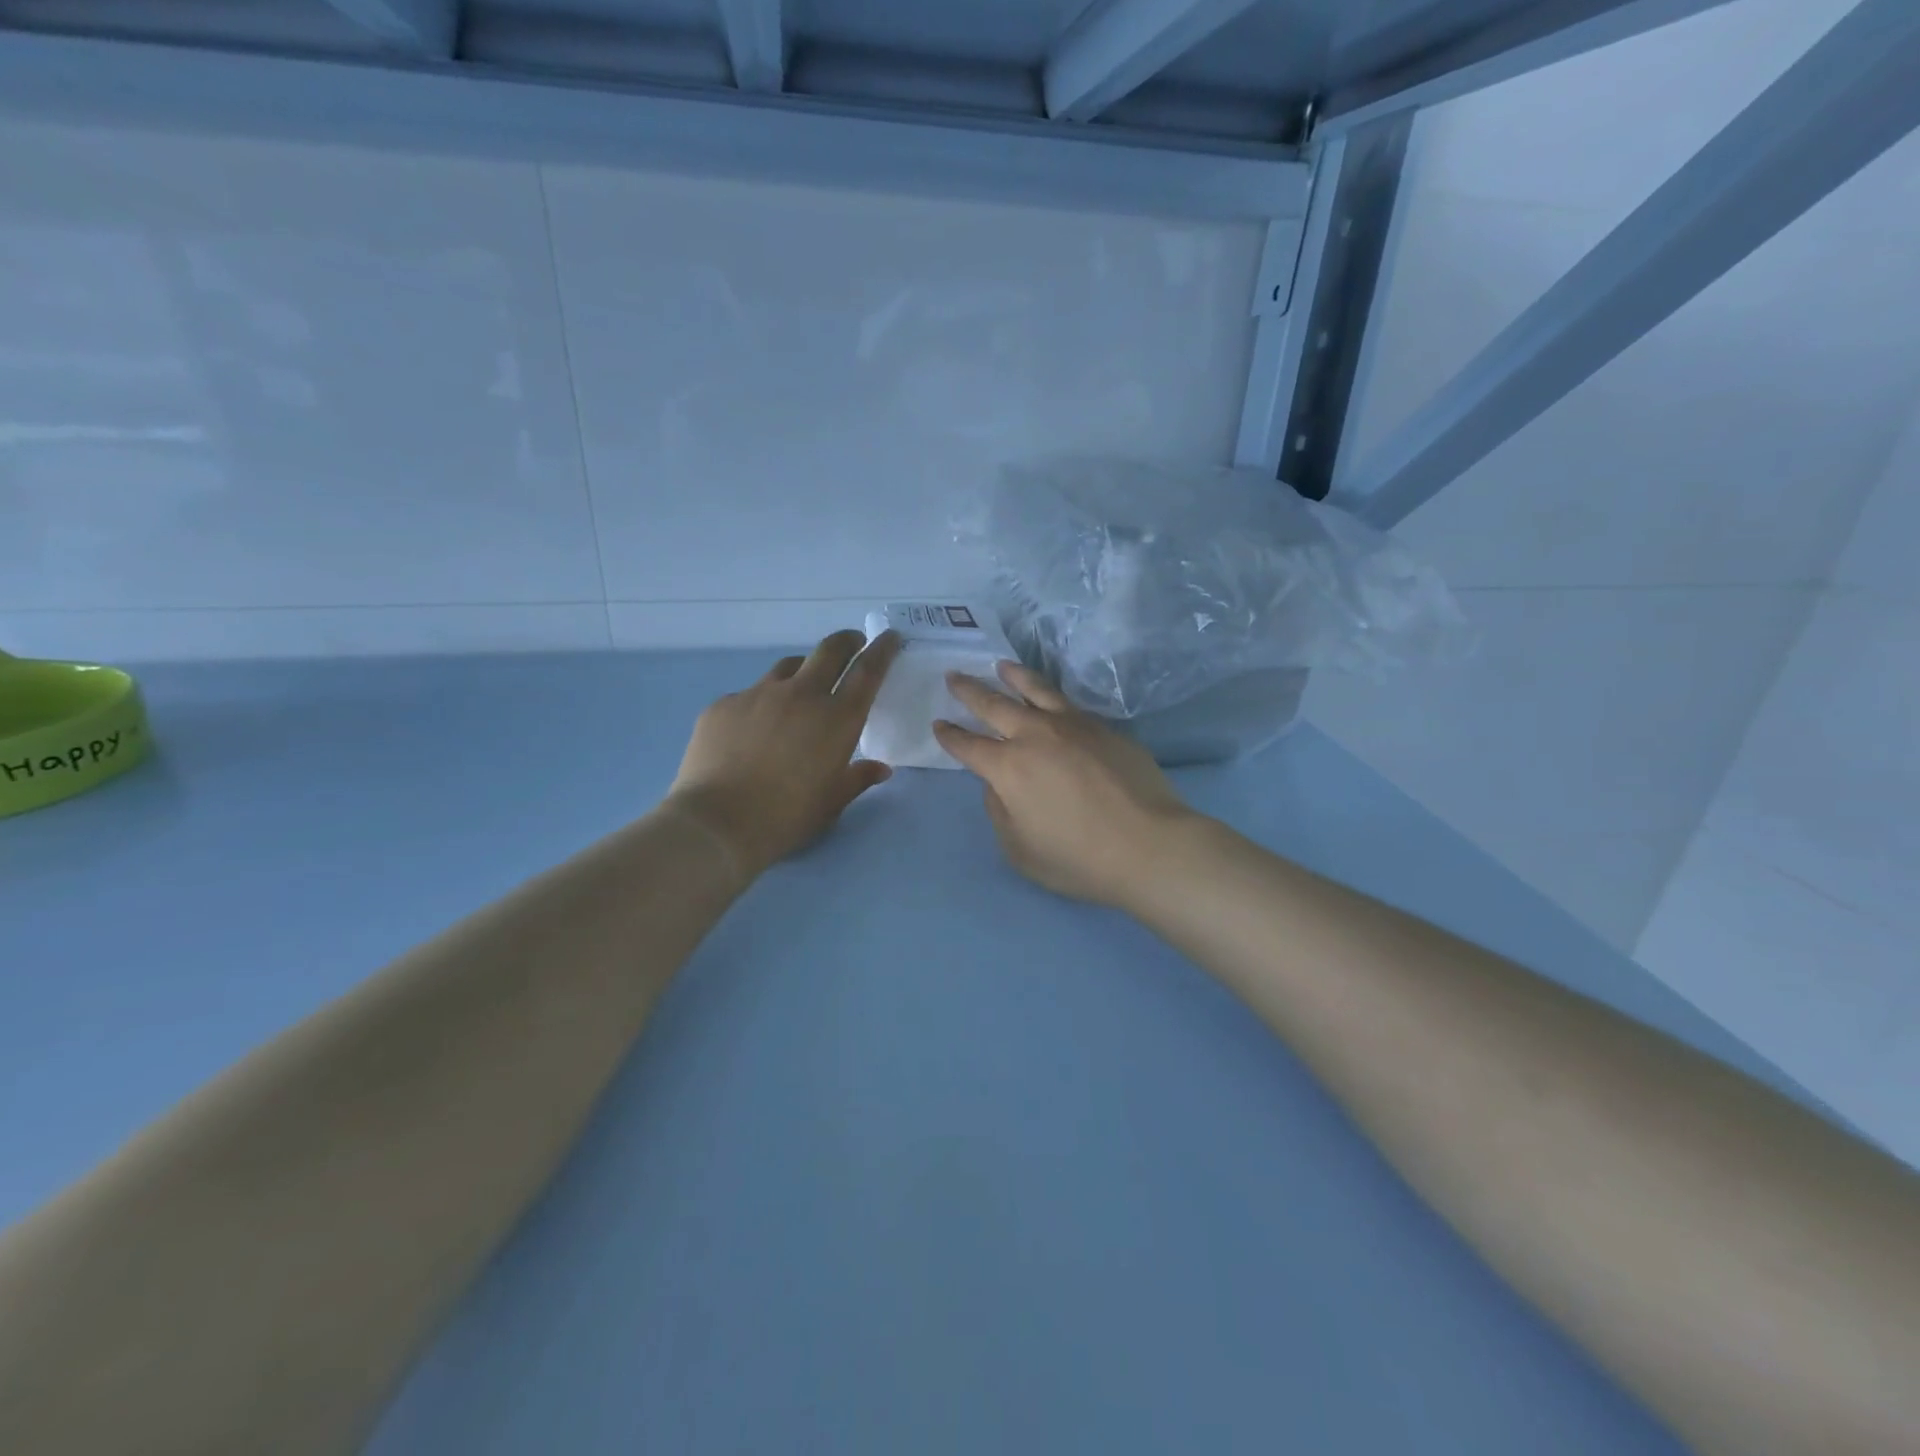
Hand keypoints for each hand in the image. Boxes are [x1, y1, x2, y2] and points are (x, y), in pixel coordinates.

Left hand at [667, 630, 900, 879]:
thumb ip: (858, 778)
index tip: (889, 638)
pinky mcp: (724, 704)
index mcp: (837, 718)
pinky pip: (750, 694)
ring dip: (803, 671)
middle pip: (830, 650)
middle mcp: (801, 695)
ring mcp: (759, 694)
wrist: (717, 823)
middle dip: (846, 642)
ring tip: (801, 689)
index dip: (882, 650)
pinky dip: (762, 704)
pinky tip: (753, 731)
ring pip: (788, 667)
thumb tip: (880, 768)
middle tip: (853, 643)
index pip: (868, 671)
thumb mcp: (832, 802)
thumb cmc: (786, 817)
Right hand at [934, 663, 1196, 908]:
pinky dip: (1051, 696)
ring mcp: (1073, 726)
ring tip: (1002, 665)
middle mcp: (1036, 736)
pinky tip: (1051, 699)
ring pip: (1037, 691)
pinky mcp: (1105, 728)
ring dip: (1014, 676)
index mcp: (1008, 768)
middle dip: (970, 690)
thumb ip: (1000, 811)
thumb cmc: (1078, 858)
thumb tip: (999, 784)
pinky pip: (1069, 705)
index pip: (969, 745)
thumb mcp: (1019, 849)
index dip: (950, 736)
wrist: (1149, 845)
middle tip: (955, 676)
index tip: (939, 724)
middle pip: (995, 704)